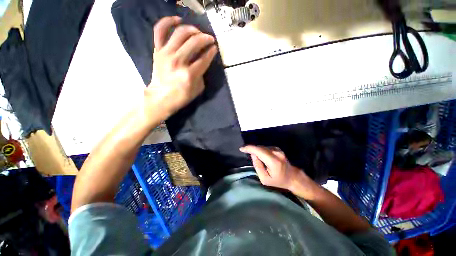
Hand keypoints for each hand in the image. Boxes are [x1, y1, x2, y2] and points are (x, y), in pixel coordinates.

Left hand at [145, 16, 217, 116]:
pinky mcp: (157, 51)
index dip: (211, 52)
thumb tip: (202, 62)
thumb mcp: (197, 89)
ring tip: (198, 32)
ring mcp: (166, 54)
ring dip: (192, 29)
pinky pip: (160, 30)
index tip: (215, 48)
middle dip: (205, 38)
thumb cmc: (181, 97)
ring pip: (180, 33)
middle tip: (210, 39)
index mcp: (189, 74)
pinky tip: (178, 20)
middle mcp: (178, 61)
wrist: (161, 98)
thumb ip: (202, 75)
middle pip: (194, 42)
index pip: (204, 58)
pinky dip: (168, 22)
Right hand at [240, 145, 299, 190]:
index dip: (249, 148)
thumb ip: (258, 166)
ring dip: (256, 150)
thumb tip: (253, 155)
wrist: (292, 177)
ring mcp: (278, 150)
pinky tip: (261, 156)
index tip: (241, 149)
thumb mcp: (265, 179)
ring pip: (262, 147)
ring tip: (255, 157)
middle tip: (245, 152)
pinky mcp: (278, 149)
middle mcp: (276, 153)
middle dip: (251, 149)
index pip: (259, 151)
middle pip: (259, 147)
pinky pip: (265, 148)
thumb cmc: (278, 180)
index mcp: (273, 161)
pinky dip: (261, 150)